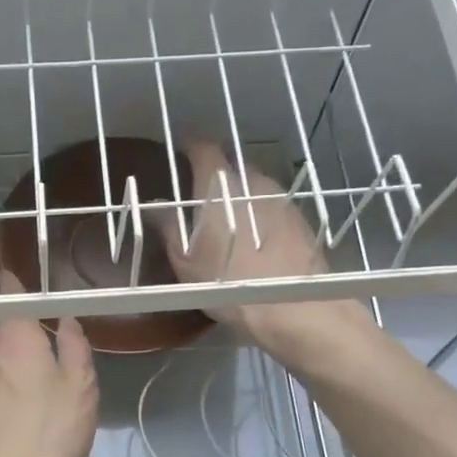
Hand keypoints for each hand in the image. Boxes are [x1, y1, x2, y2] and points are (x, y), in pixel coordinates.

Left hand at [0, 275, 98, 456]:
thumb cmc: (51, 434)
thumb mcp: (81, 388)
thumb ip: (74, 346)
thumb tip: (65, 320)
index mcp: (13, 336)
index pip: (10, 293)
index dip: (15, 285)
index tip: (20, 282)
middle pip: (2, 333)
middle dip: (21, 343)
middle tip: (49, 373)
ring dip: (6, 373)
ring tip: (29, 407)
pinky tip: (6, 426)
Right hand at [162, 141, 367, 358]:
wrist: (295, 308)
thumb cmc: (230, 284)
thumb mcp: (186, 261)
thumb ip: (168, 226)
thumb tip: (156, 205)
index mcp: (220, 185)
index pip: (203, 148)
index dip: (188, 147)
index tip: (179, 154)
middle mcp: (253, 181)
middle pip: (231, 167)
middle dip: (215, 178)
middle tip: (199, 201)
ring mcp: (282, 198)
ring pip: (254, 187)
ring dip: (240, 197)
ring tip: (229, 224)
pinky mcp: (301, 219)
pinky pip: (272, 207)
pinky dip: (260, 215)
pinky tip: (255, 242)